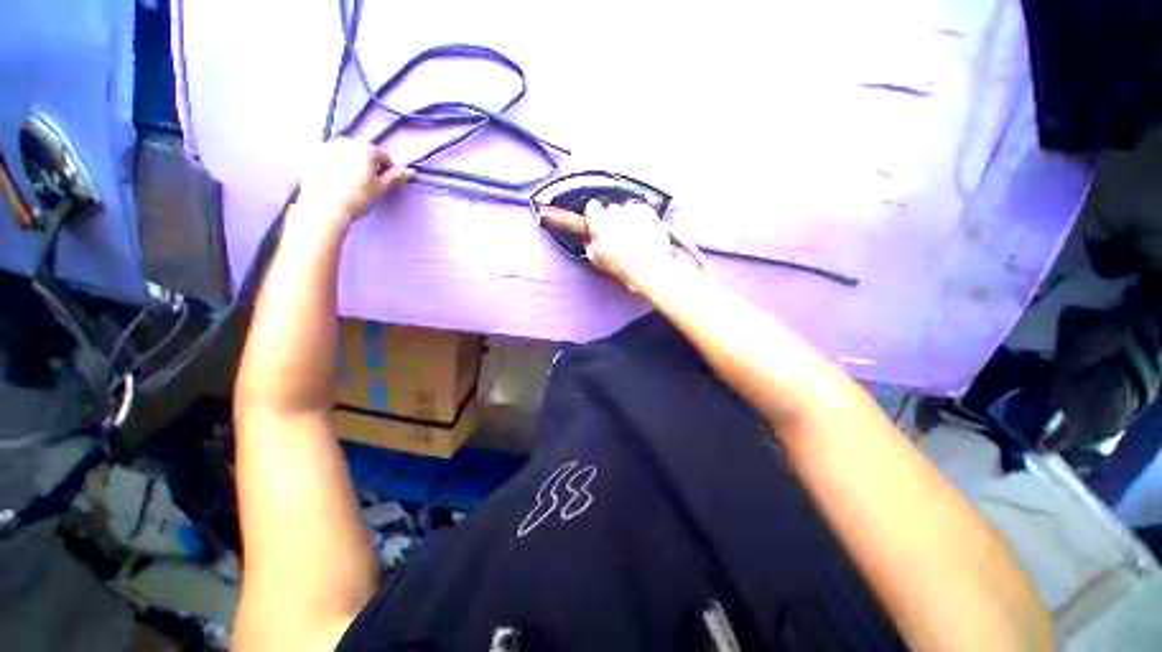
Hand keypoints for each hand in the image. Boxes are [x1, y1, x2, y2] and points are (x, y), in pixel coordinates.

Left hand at [294, 138, 414, 226]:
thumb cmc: (358, 198)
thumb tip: (412, 172)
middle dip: (367, 163)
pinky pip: (328, 157)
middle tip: (368, 183)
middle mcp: (345, 141)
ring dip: (350, 162)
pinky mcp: (311, 155)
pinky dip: (334, 165)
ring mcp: (326, 146)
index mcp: (365, 148)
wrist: (325, 207)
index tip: (385, 183)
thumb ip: (396, 177)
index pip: (383, 156)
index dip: (388, 169)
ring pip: (344, 152)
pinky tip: (335, 181)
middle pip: (362, 151)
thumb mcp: (381, 188)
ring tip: (350, 182)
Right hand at [540, 200, 688, 293]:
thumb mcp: (596, 259)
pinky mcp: (650, 213)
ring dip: (628, 220)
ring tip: (634, 238)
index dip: (595, 219)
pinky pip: (642, 212)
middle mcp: (614, 211)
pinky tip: (645, 234)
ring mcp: (633, 210)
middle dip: (612, 219)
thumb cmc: (620, 268)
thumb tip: (584, 234)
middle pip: (609, 210)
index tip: (598, 226)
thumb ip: (588, 242)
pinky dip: (642, 220)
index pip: (592, 210)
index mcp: (599, 223)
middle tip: (618, 236)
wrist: (649, 269)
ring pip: (626, 210)